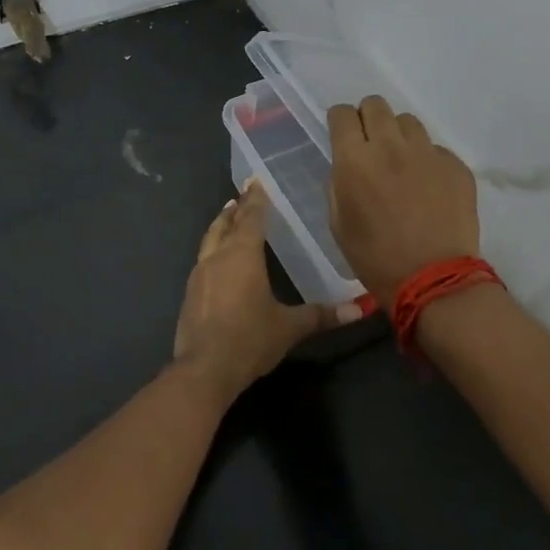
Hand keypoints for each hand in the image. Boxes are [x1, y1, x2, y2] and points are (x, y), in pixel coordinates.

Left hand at [172, 180, 361, 402]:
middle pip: (226, 223)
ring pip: (210, 239)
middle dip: (236, 208)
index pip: (250, 217)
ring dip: (221, 225)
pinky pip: (203, 259)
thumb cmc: (249, 339)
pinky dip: (213, 248)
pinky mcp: (190, 293)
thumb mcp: (289, 327)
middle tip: (243, 194)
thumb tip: (359, 308)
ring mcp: (199, 274)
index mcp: (242, 255)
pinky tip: (218, 259)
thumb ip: (321, 315)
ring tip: (228, 217)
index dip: (255, 198)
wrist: (203, 369)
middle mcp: (218, 256)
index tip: (256, 180)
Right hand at [328, 95, 479, 311]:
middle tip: (371, 144)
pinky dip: (427, 159)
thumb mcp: (338, 223)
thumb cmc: (375, 258)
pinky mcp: (455, 166)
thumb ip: (338, 185)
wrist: (435, 280)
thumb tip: (346, 166)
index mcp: (355, 160)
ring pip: (408, 122)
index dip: (339, 121)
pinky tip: (427, 185)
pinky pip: (435, 148)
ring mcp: (427, 153)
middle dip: (368, 118)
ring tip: (401, 162)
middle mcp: (390, 145)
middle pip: (376, 105)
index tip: (343, 134)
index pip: (342, 114)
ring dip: (399, 136)